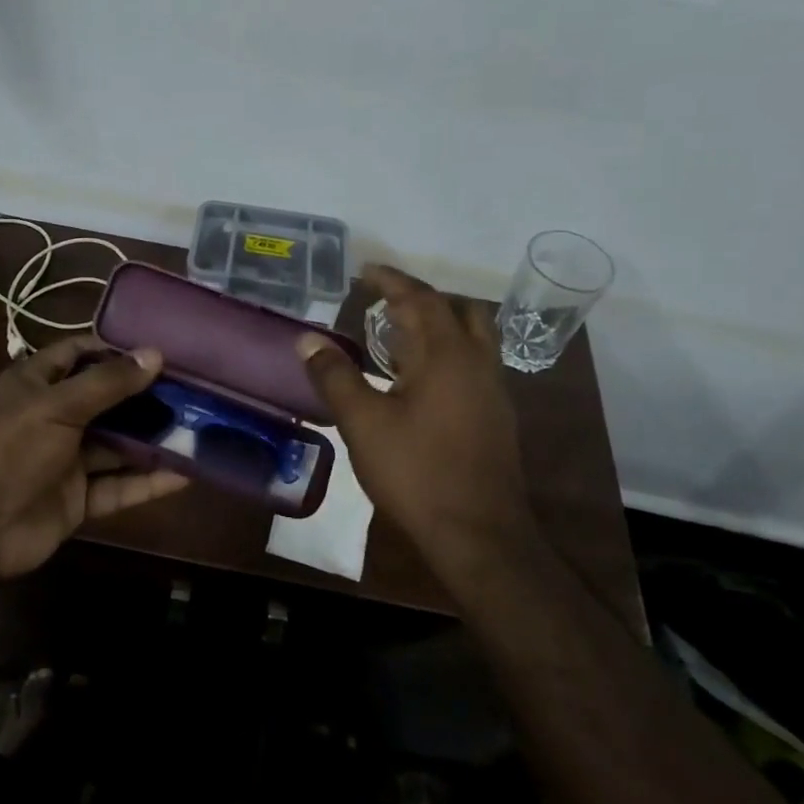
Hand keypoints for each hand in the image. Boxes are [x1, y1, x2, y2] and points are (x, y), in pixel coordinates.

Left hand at [0, 335, 190, 580]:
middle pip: (106, 400)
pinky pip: (119, 486)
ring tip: (199, 426)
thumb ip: (108, 382)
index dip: (114, 348)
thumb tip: (155, 354)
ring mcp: (66, 460)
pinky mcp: (78, 499)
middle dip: (145, 395)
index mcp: (36, 384)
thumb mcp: (57, 406)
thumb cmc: (9, 450)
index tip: (158, 348)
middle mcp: (53, 417)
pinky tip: (186, 474)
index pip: (78, 353)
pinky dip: (149, 481)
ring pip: (117, 445)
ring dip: (153, 439)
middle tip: (193, 388)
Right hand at [297, 265, 534, 580]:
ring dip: (441, 324)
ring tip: (401, 335)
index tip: (366, 270)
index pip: (420, 299)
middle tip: (387, 302)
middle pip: (459, 310)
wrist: (478, 534)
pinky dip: (449, 352)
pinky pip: (475, 363)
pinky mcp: (497, 416)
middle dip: (423, 298)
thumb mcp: (363, 423)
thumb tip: (306, 339)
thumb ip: (334, 376)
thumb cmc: (416, 472)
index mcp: (446, 355)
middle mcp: (478, 362)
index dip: (391, 280)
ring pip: (474, 337)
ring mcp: (494, 390)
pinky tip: (422, 379)